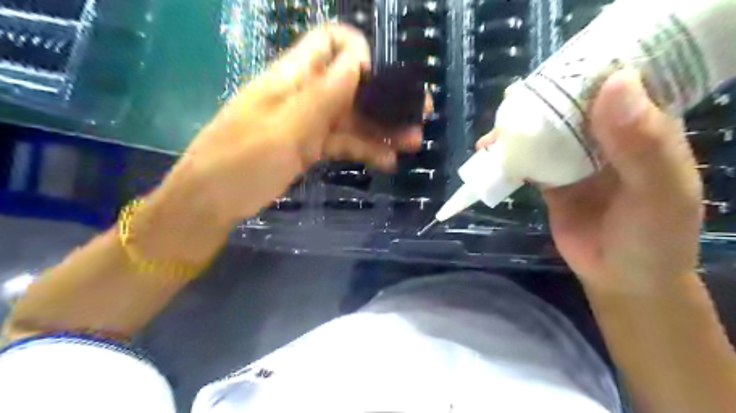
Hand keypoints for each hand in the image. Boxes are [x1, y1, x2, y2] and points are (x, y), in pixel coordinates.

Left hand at [164, 25, 422, 223]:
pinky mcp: (309, 148)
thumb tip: (358, 60)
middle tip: (421, 113)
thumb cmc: (240, 161)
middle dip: (386, 97)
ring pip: (352, 118)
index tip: (380, 80)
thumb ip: (323, 95)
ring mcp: (308, 124)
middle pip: (351, 85)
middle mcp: (304, 95)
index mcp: (292, 78)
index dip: (359, 53)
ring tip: (412, 142)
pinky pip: (343, 143)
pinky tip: (387, 161)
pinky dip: (364, 150)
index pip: (330, 43)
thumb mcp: (284, 128)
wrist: (212, 201)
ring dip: (382, 128)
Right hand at [478, 68, 699, 292]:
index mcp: (643, 129)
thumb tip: (615, 83)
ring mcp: (577, 160)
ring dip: (518, 131)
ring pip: (545, 134)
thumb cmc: (652, 239)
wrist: (621, 279)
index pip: (617, 86)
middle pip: (571, 109)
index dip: (586, 73)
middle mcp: (607, 139)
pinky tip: (491, 156)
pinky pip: (529, 162)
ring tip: (492, 135)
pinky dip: (510, 158)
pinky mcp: (553, 181)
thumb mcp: (659, 193)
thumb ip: (642, 144)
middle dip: (539, 104)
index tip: (553, 71)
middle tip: (510, 104)